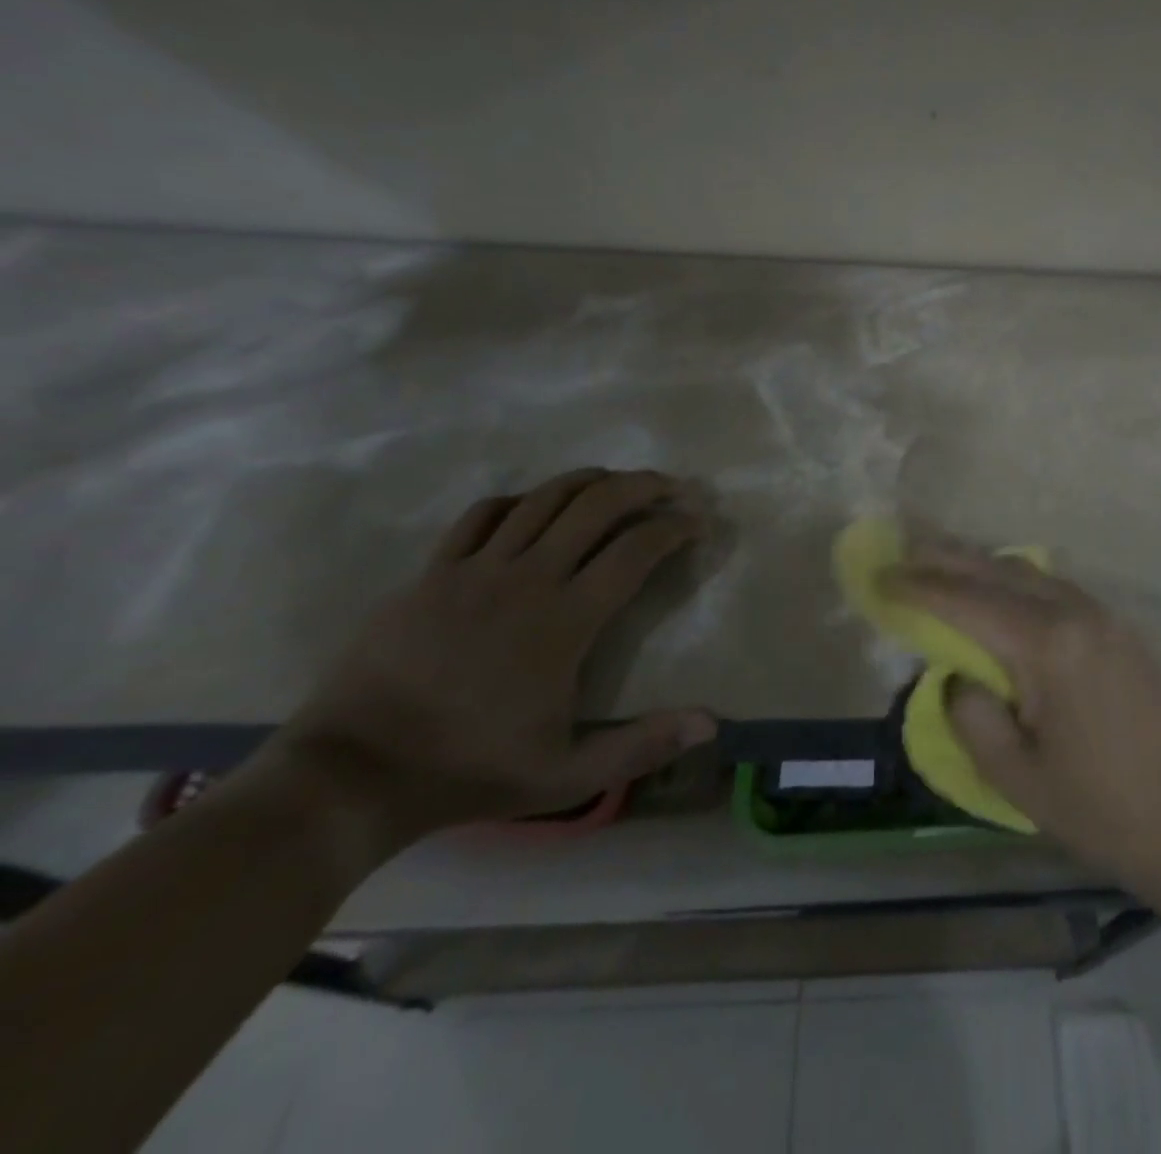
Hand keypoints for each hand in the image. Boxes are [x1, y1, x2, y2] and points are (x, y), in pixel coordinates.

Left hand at [264, 468, 716, 851]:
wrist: (352, 773)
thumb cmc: (469, 770)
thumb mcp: (567, 776)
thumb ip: (642, 745)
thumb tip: (711, 723)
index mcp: (565, 620)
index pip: (635, 551)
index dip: (674, 528)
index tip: (697, 523)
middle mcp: (527, 578)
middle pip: (596, 506)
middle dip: (643, 486)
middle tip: (672, 487)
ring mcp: (474, 569)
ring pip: (543, 498)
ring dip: (590, 481)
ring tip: (617, 482)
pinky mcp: (433, 573)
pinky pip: (483, 515)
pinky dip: (521, 500)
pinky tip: (535, 506)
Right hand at [884, 542, 1160, 902]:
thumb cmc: (1107, 813)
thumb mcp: (1019, 779)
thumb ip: (974, 717)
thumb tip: (962, 678)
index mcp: (1047, 644)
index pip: (966, 601)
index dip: (918, 587)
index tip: (879, 575)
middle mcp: (1077, 613)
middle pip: (998, 571)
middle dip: (947, 557)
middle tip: (903, 547)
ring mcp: (1106, 618)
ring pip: (1030, 574)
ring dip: (983, 565)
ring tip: (944, 564)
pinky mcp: (1123, 632)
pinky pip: (1056, 589)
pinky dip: (1017, 582)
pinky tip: (1003, 595)